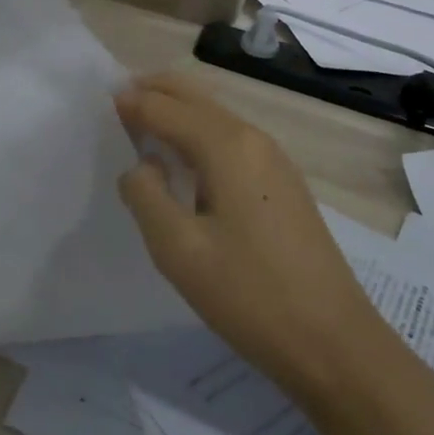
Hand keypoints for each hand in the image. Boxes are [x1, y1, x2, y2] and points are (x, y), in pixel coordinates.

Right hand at [114, 72, 371, 399]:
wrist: (333, 343)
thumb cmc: (249, 294)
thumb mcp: (178, 249)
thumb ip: (145, 195)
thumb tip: (140, 166)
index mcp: (226, 146)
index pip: (166, 107)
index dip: (131, 103)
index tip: (100, 102)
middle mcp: (253, 139)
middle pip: (195, 97)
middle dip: (155, 91)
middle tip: (117, 102)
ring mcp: (275, 160)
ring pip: (215, 116)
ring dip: (177, 111)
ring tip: (142, 125)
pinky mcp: (283, 184)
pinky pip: (231, 139)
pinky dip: (198, 133)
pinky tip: (184, 161)